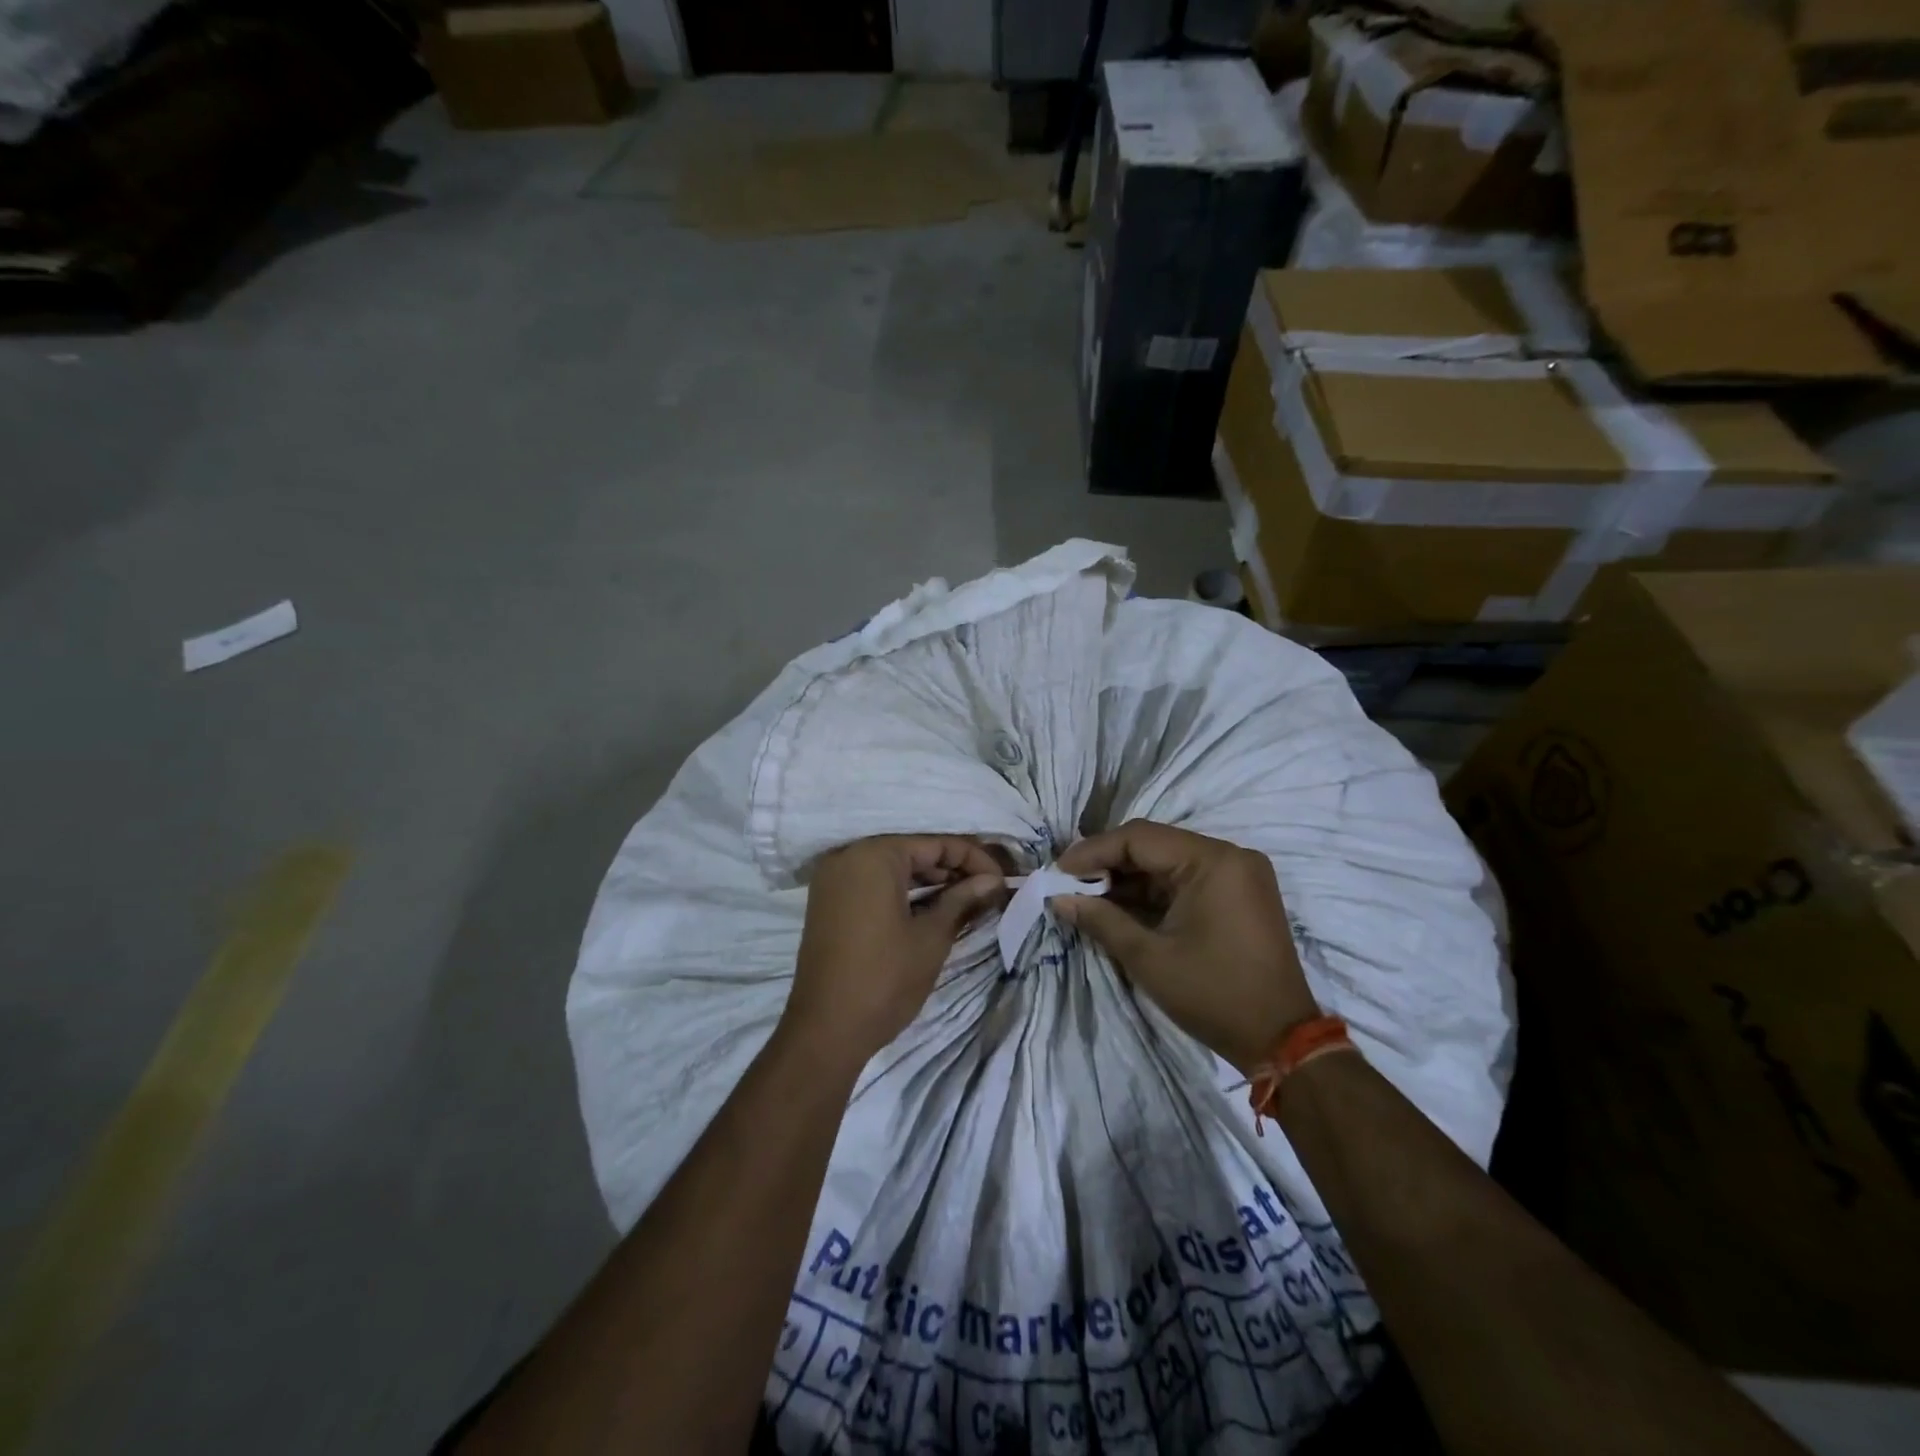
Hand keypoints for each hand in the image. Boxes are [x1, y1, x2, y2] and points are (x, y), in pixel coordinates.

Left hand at [786, 835, 1006, 1067]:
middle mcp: (848, 856)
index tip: (1002, 880)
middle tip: (988, 890)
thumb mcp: (932, 937)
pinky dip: (902, 891)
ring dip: (929, 881)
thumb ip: (963, 899)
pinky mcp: (827, 902)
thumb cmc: (885, 979)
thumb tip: (993, 881)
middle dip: (952, 869)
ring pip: (892, 868)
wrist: (825, 1031)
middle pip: (912, 851)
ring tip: (967, 899)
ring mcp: (833, 879)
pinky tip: (932, 907)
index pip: (935, 844)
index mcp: (874, 856)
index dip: (974, 859)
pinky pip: (872, 884)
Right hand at [1056, 821, 1318, 1073]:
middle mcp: (1229, 856)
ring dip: (1129, 878)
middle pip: (1154, 845)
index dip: (1093, 851)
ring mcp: (1238, 873)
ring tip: (1087, 896)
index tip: (1058, 870)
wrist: (1282, 1040)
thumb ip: (1101, 920)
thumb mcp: (1149, 958)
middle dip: (1108, 864)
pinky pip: (1186, 879)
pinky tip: (1120, 905)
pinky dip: (1153, 891)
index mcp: (1213, 861)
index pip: (1139, 838)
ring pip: (1168, 861)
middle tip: (1068, 882)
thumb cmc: (1213, 995)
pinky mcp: (1239, 893)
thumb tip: (1058, 898)